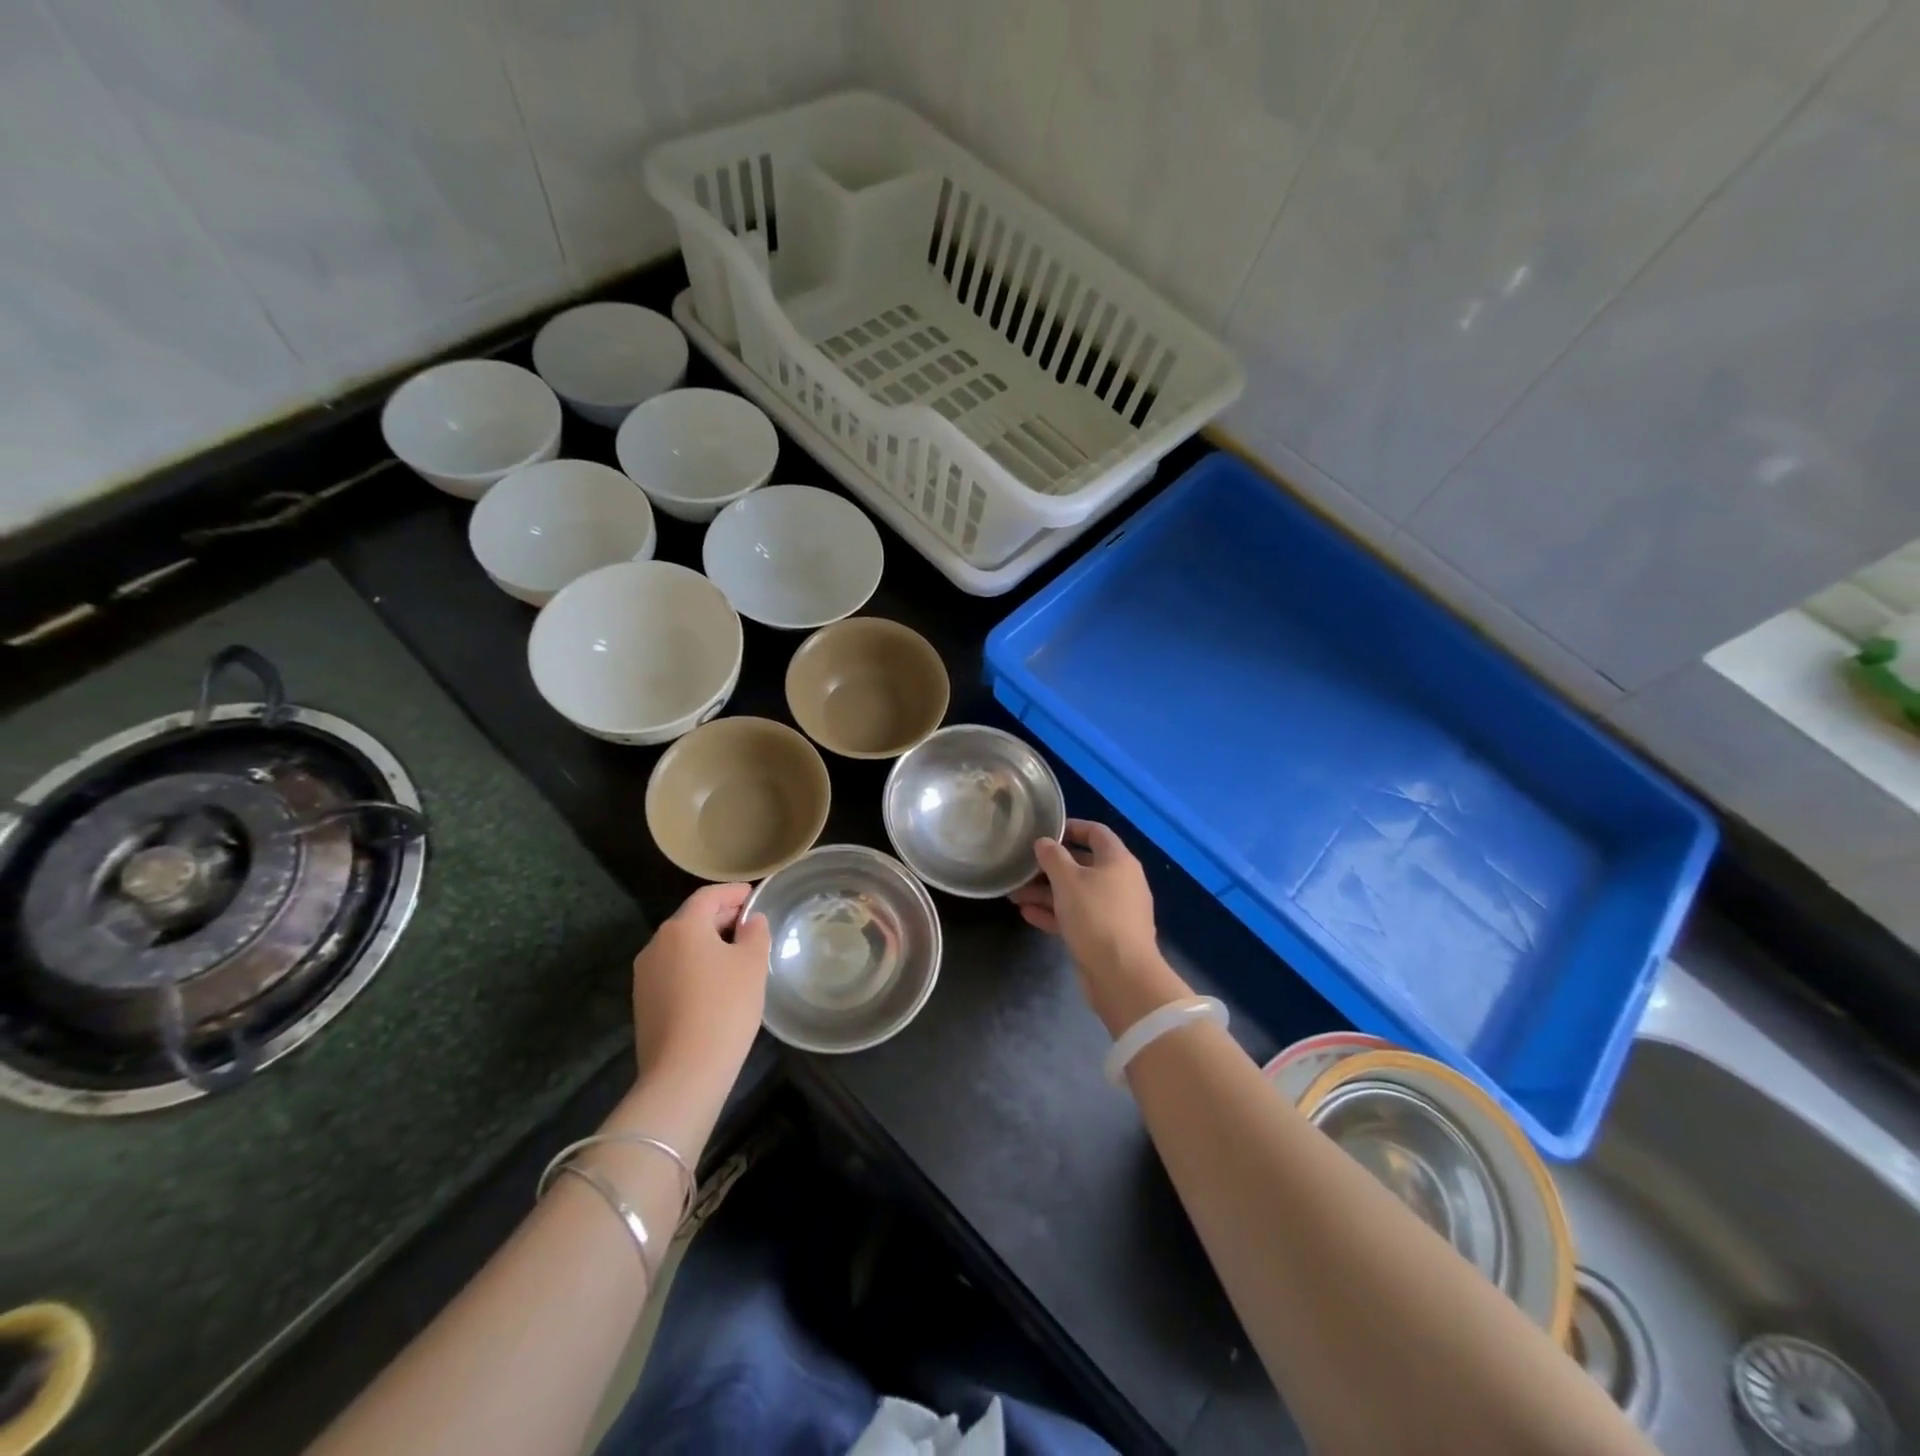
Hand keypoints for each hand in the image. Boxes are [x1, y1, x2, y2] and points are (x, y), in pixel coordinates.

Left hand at [630, 883, 769, 1085]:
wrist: (684, 1072)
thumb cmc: (725, 1007)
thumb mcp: (752, 964)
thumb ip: (755, 933)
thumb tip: (750, 921)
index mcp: (682, 927)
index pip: (708, 896)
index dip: (733, 892)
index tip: (753, 895)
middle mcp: (657, 944)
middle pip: (692, 919)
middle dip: (721, 917)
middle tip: (750, 925)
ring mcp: (645, 975)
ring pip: (681, 946)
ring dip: (707, 943)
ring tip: (736, 954)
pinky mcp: (643, 1002)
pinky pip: (673, 970)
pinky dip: (695, 965)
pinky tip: (715, 983)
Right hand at [1010, 819, 1190, 1035]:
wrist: (1122, 975)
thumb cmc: (1096, 916)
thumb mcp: (1068, 881)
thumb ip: (1053, 857)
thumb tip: (1044, 842)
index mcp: (1118, 861)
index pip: (1095, 832)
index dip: (1070, 827)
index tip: (1044, 831)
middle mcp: (1120, 881)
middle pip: (1082, 865)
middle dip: (1050, 867)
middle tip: (1022, 868)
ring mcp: (1114, 910)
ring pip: (1076, 893)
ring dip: (1046, 892)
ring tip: (1015, 895)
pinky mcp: (1105, 935)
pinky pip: (1077, 916)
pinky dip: (1055, 913)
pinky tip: (1028, 914)